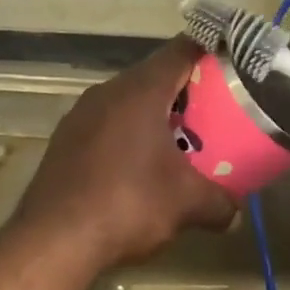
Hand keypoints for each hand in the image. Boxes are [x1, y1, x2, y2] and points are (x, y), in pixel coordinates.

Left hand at [14, 40, 236, 269]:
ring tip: (180, 142)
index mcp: (140, 91)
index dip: (210, 52)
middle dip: (185, 92)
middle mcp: (107, 92)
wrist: (53, 239)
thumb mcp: (186, 205)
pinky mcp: (64, 140)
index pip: (181, 50)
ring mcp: (80, 115)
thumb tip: (235, 212)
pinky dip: (128, 135)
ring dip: (154, 116)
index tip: (232, 66)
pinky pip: (106, 124)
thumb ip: (219, 202)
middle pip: (154, 76)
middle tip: (213, 113)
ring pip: (127, 101)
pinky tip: (138, 166)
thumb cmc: (128, 205)